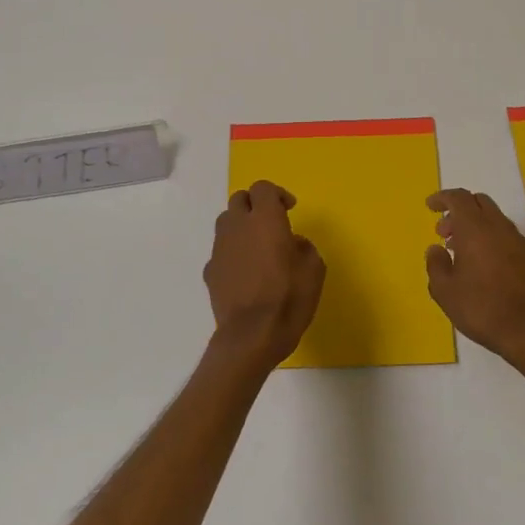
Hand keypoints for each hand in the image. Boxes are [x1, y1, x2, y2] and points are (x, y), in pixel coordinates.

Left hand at [205, 181, 325, 368]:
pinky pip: (221, 250)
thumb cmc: (289, 299)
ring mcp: (219, 248)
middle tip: (271, 222)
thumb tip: (293, 243)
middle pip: (239, 200)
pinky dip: (232, 252)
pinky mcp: (210, 271)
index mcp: (266, 220)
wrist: (251, 335)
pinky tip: (244, 272)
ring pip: (226, 222)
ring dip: (241, 226)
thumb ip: (304, 247)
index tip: (289, 209)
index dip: (277, 194)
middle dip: (255, 205)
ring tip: (256, 245)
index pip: (263, 188)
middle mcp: (238, 227)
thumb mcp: (314, 271)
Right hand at [425, 189, 524, 369]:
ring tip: (459, 251)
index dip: (442, 198)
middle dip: (458, 210)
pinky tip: (482, 264)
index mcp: (476, 229)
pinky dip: (489, 237)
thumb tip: (435, 249)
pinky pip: (505, 234)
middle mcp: (499, 227)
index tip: (430, 206)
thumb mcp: (445, 291)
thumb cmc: (482, 309)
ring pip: (494, 218)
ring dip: (474, 225)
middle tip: (443, 232)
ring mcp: (518, 241)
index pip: (459, 198)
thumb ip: (436, 265)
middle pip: (479, 202)